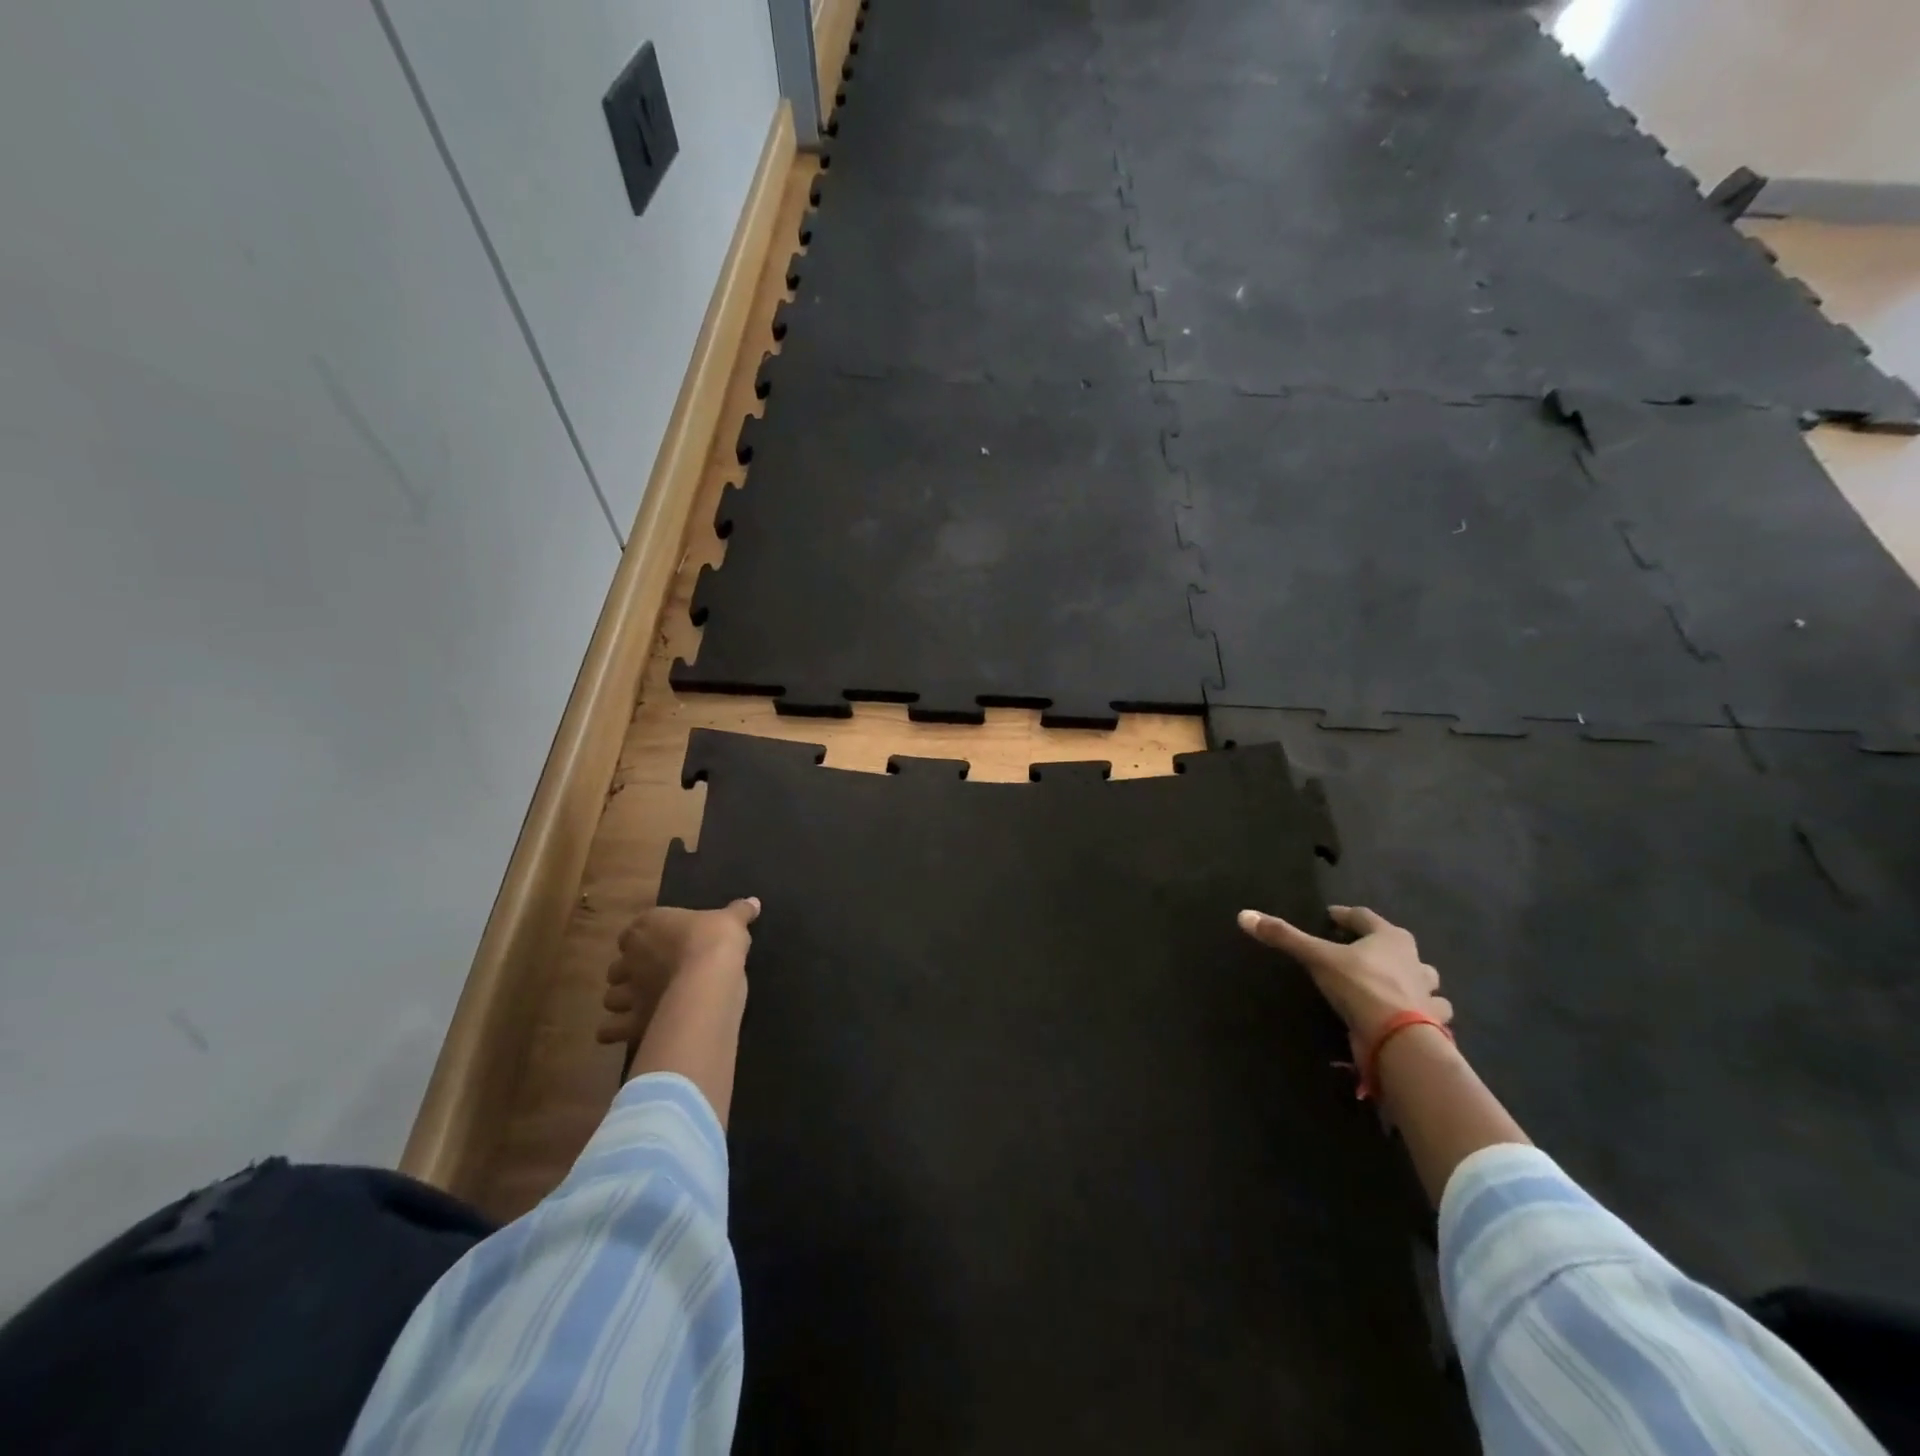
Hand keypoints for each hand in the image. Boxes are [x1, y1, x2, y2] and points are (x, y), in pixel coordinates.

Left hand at [597, 898, 759, 1045]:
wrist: (707, 980)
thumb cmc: (714, 941)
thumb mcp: (732, 921)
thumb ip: (740, 912)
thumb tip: (753, 902)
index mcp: (647, 927)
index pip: (634, 932)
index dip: (645, 941)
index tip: (661, 946)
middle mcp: (630, 959)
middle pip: (618, 967)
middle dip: (629, 974)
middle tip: (651, 978)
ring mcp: (628, 992)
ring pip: (611, 999)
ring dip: (622, 1002)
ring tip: (641, 1005)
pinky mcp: (631, 1022)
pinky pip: (610, 1030)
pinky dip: (615, 1032)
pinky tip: (631, 1032)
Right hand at [1236, 904, 1449, 1057]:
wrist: (1400, 1039)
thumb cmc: (1360, 986)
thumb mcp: (1317, 957)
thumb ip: (1284, 937)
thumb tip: (1244, 915)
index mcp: (1391, 938)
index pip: (1364, 916)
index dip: (1345, 915)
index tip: (1330, 916)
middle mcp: (1415, 960)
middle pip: (1397, 945)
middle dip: (1380, 945)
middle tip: (1357, 950)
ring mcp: (1428, 992)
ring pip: (1421, 978)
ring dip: (1410, 978)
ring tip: (1390, 983)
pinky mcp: (1433, 1022)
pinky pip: (1430, 1010)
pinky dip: (1422, 1010)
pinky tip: (1407, 1014)